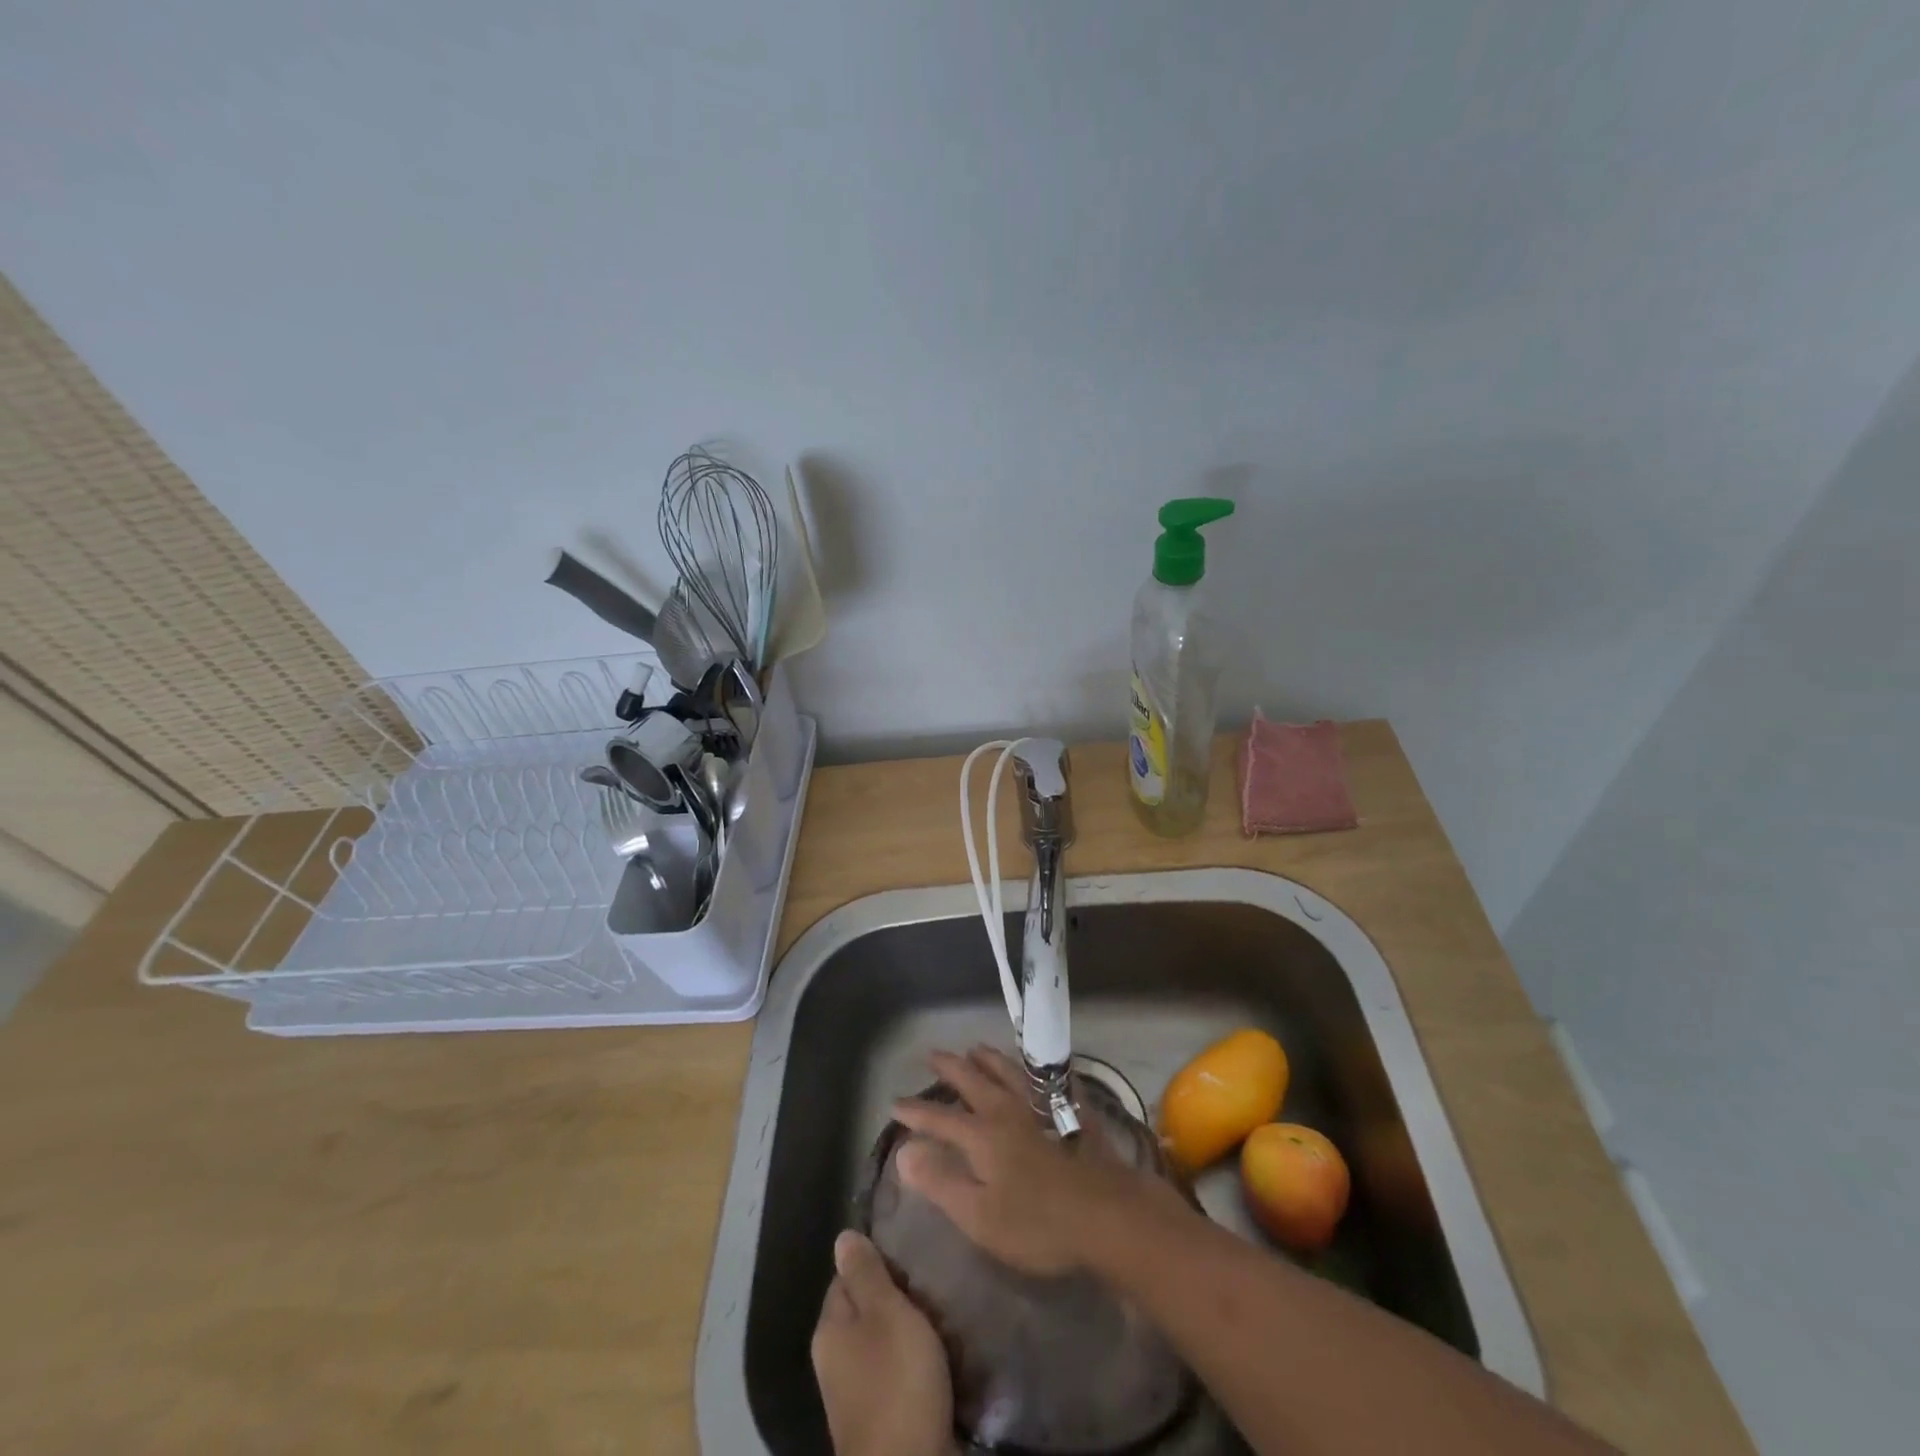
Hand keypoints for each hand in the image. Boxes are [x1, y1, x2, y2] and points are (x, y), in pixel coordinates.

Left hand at [811, 1229, 955, 1455]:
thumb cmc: (895, 1381)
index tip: (909, 1261)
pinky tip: (940, 1361)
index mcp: (829, 1329)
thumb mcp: (885, 1312)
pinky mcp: (882, 1417)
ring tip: (941, 1322)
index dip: (877, 1263)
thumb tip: (842, 1237)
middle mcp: (835, 1359)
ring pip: (885, 1342)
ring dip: (911, 1333)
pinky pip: (898, 1374)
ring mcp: (856, 1393)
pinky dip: (917, 1365)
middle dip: (899, 1298)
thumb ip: (865, 1273)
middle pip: (867, 1309)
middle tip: (931, 1290)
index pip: (847, 1276)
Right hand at [891, 1045, 1181, 1278]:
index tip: (895, 1103)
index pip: (939, 1117)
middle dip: (950, 1066)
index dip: (915, 1111)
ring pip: (1008, 1070)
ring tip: (975, 1048)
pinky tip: (1036, 1068)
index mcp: (982, 1135)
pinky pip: (1048, 1078)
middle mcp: (1007, 1110)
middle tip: (933, 1054)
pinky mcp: (1071, 1110)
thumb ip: (940, 1181)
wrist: (1107, 1214)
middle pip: (973, 1080)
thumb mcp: (979, 1215)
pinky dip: (1035, 1068)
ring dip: (988, 1057)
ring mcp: (1041, 1105)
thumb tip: (904, 1150)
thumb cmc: (1038, 1224)